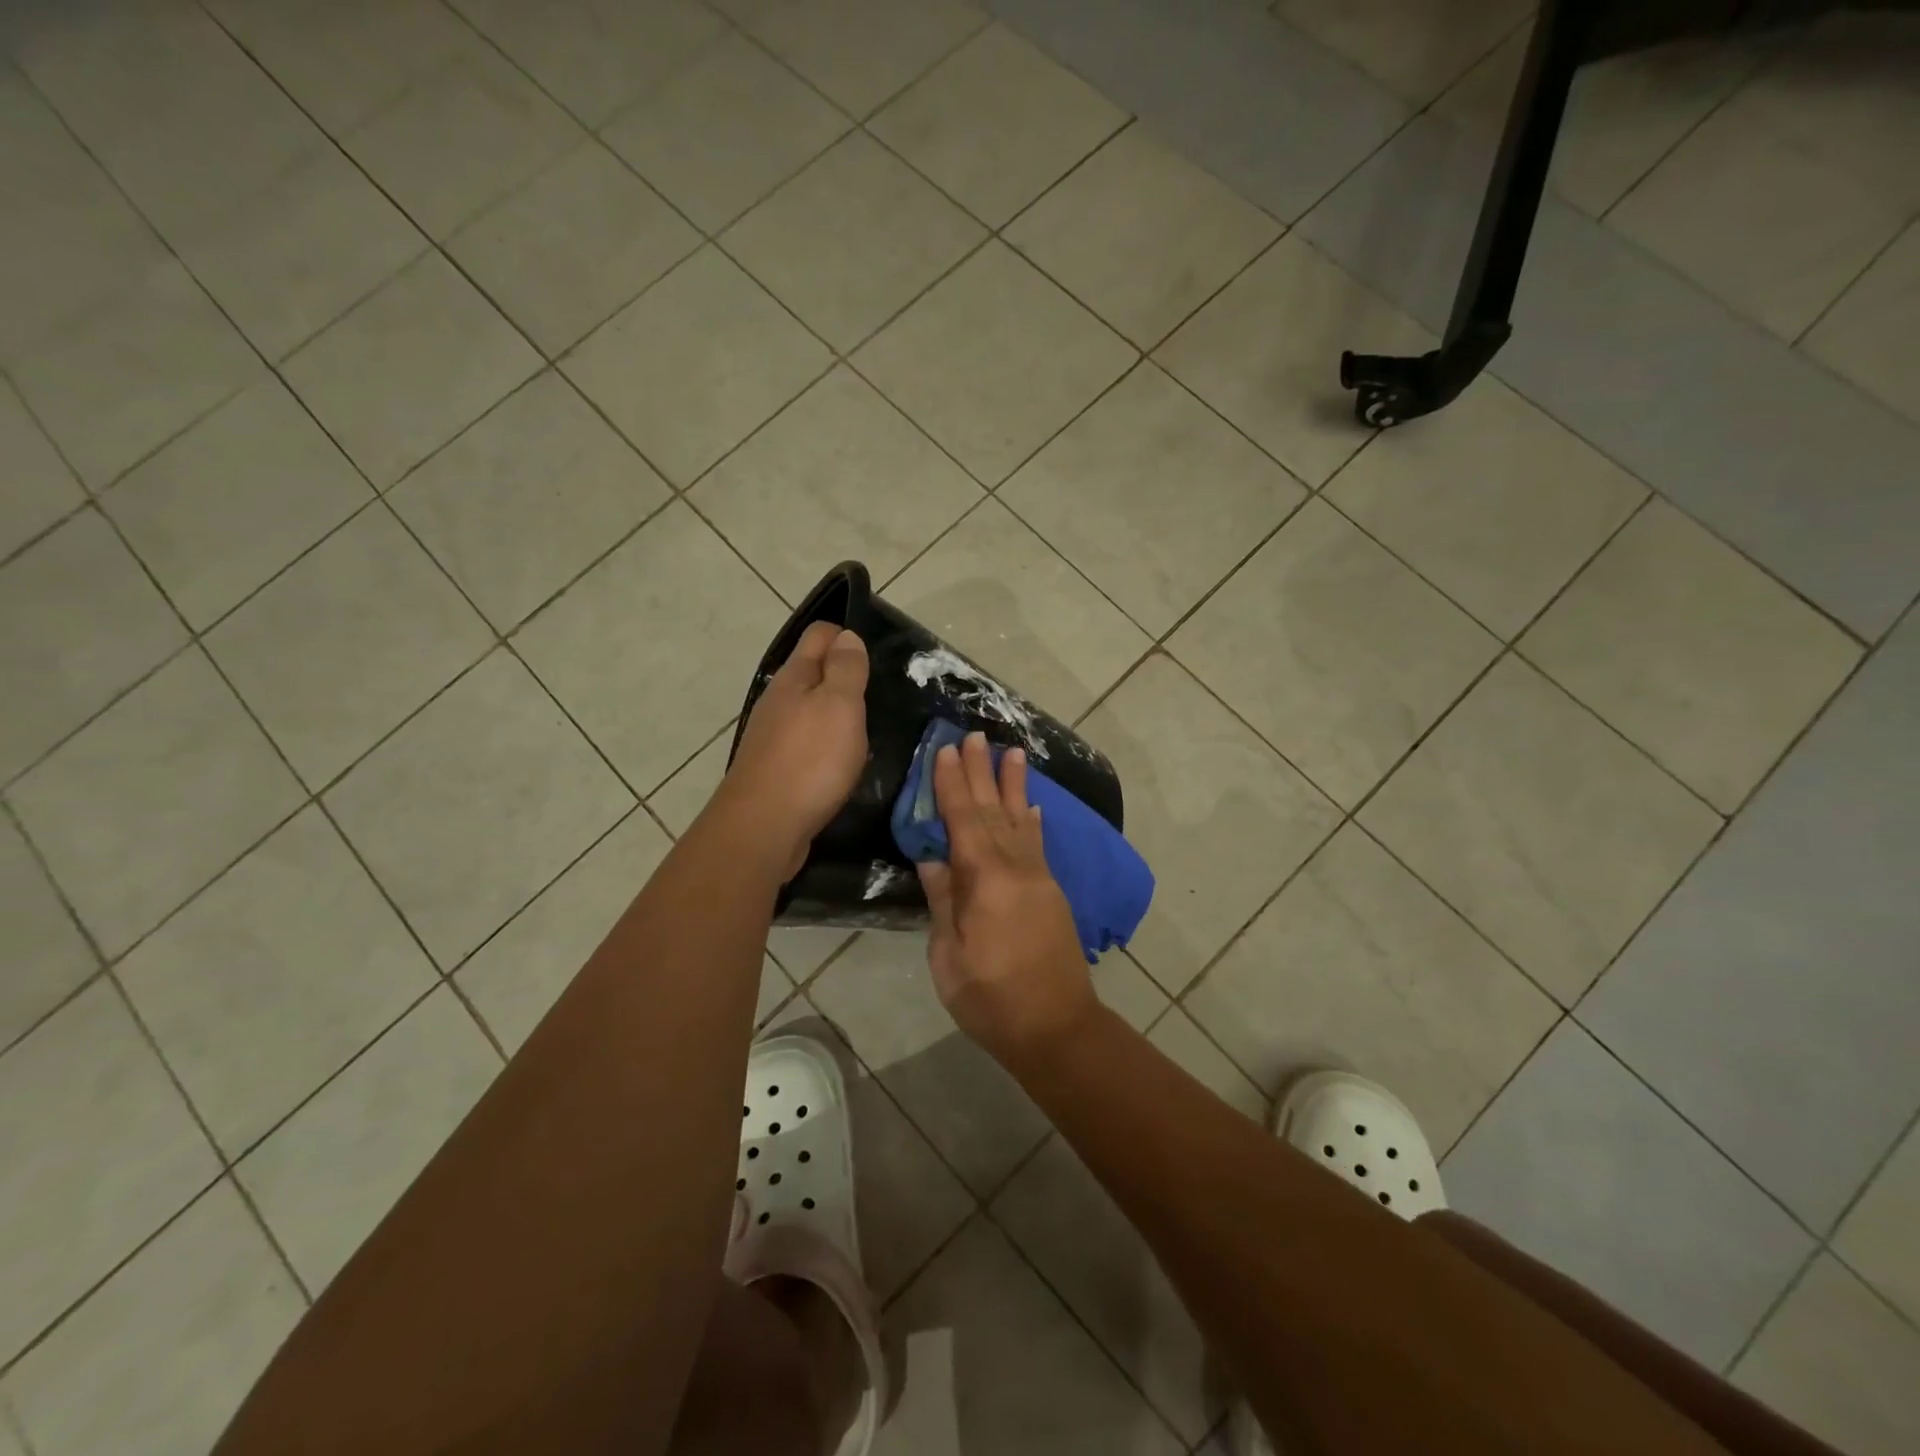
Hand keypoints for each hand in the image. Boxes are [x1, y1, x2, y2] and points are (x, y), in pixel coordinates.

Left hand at [721, 622, 868, 877]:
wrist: (763, 827)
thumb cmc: (810, 761)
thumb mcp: (840, 706)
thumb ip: (846, 669)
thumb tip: (846, 636)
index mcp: (794, 677)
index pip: (820, 635)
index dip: (848, 637)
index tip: (877, 658)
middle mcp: (778, 700)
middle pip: (812, 672)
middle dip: (843, 675)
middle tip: (878, 694)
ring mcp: (772, 735)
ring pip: (808, 709)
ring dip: (834, 712)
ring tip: (865, 729)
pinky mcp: (774, 768)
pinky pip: (804, 742)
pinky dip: (824, 743)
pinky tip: (840, 762)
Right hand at [918, 732, 1094, 1068]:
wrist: (1057, 1027)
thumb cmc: (991, 999)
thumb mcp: (950, 957)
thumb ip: (943, 901)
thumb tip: (933, 859)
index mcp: (985, 881)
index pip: (963, 821)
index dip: (952, 785)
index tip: (947, 751)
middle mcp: (1016, 868)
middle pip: (994, 811)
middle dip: (982, 771)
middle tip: (975, 734)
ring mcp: (1039, 878)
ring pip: (1021, 820)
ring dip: (1014, 785)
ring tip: (1013, 751)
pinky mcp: (1052, 892)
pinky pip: (1038, 845)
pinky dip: (1032, 821)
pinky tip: (1032, 806)